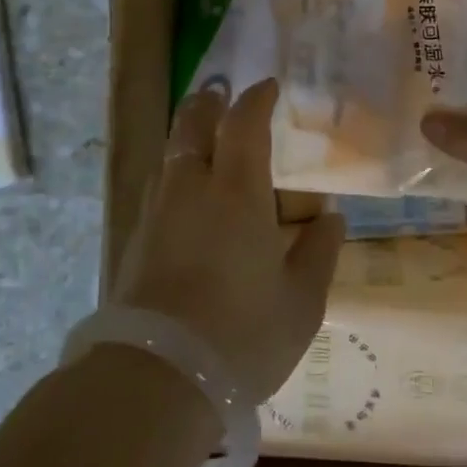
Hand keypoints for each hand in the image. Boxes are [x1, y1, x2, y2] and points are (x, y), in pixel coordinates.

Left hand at [115, 78, 344, 403]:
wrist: (158, 378)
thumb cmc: (243, 335)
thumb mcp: (301, 302)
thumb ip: (319, 253)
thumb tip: (331, 218)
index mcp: (237, 192)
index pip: (243, 124)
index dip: (256, 100)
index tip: (267, 87)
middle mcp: (191, 189)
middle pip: (192, 125)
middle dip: (208, 103)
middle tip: (220, 93)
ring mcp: (156, 213)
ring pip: (169, 155)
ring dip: (186, 136)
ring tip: (202, 139)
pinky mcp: (135, 241)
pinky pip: (156, 188)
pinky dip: (173, 174)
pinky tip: (183, 196)